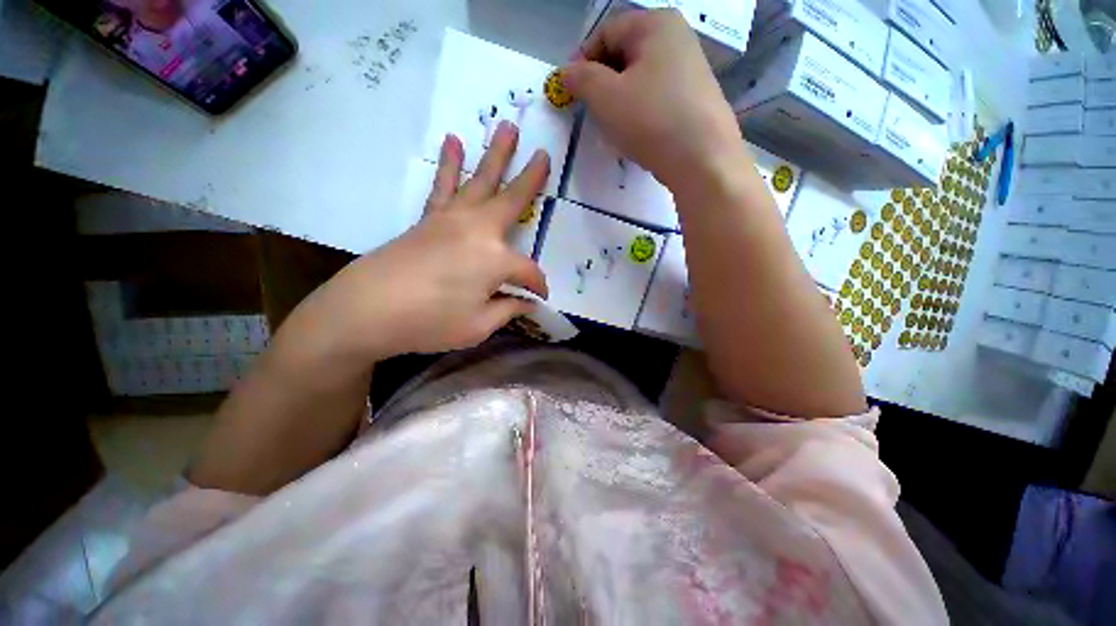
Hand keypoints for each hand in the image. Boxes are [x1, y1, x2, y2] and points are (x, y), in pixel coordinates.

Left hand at [274, 121, 548, 374]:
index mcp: (496, 260)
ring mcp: (451, 219)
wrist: (367, 310)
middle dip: (531, 178)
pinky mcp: (429, 219)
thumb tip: (528, 303)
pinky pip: (443, 186)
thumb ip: (508, 310)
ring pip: (480, 181)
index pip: (528, 272)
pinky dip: (449, 164)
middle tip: (544, 154)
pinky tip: (453, 142)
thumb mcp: (479, 327)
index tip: (540, 298)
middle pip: (511, 200)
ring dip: (496, 154)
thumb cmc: (429, 322)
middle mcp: (478, 230)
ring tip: (507, 127)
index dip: (537, 287)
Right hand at [561, 9, 746, 194]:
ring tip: (611, 126)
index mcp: (656, 24)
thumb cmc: (650, 119)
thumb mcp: (605, 96)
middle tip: (589, 111)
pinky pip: (656, 99)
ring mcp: (690, 71)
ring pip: (640, 80)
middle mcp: (677, 39)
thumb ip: (580, 79)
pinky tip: (635, 133)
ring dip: (619, 100)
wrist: (701, 159)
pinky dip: (639, 112)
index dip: (582, 60)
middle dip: (601, 82)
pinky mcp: (694, 100)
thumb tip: (566, 74)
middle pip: (625, 55)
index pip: (606, 32)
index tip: (569, 91)